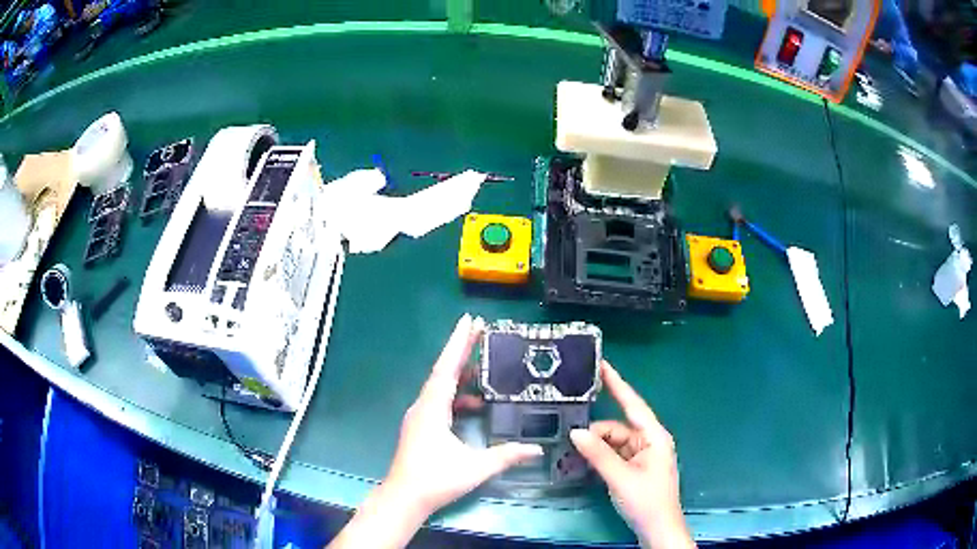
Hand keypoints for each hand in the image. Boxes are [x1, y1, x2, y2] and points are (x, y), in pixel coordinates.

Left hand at [328, 314, 542, 548]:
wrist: (404, 497)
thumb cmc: (436, 479)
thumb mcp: (475, 467)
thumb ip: (506, 456)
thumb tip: (536, 449)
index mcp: (433, 408)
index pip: (447, 368)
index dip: (459, 343)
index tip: (470, 320)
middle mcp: (423, 406)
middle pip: (444, 371)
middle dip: (462, 350)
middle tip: (480, 330)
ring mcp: (420, 416)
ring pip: (441, 386)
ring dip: (460, 374)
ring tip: (484, 366)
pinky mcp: (421, 426)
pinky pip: (440, 400)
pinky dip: (457, 396)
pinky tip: (474, 404)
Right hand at [570, 361, 694, 548]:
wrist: (657, 529)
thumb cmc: (646, 501)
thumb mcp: (620, 477)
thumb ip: (598, 454)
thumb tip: (576, 432)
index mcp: (654, 437)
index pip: (633, 404)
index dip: (617, 384)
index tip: (602, 365)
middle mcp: (650, 441)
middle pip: (619, 427)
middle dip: (597, 432)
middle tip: (570, 437)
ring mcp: (643, 455)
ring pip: (614, 442)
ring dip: (597, 447)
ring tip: (575, 454)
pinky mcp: (636, 468)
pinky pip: (615, 454)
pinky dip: (601, 457)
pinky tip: (586, 462)